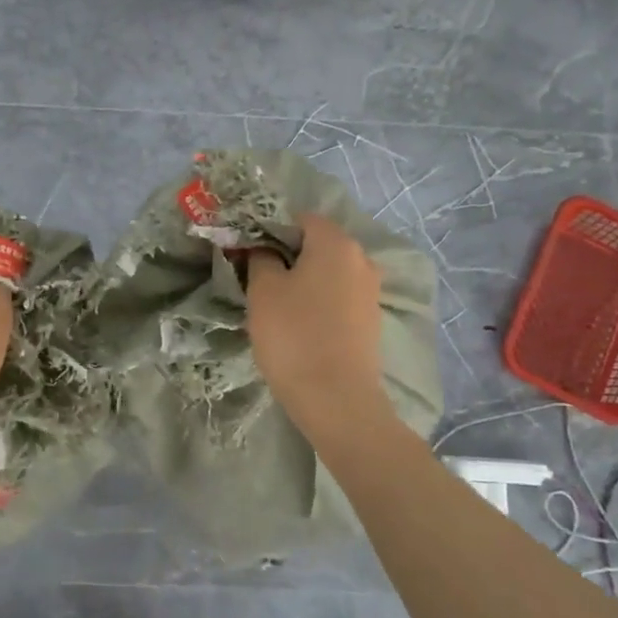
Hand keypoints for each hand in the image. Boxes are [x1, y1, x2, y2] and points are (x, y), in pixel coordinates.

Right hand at [245, 213, 391, 446]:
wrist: (337, 399)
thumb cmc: (294, 335)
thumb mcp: (263, 290)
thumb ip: (260, 258)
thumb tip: (262, 248)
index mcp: (335, 242)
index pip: (298, 218)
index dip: (269, 229)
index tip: (247, 251)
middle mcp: (360, 258)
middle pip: (316, 244)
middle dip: (287, 255)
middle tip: (257, 277)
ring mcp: (370, 289)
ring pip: (328, 271)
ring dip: (303, 279)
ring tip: (276, 304)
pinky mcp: (370, 319)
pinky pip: (338, 296)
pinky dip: (319, 300)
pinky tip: (300, 323)